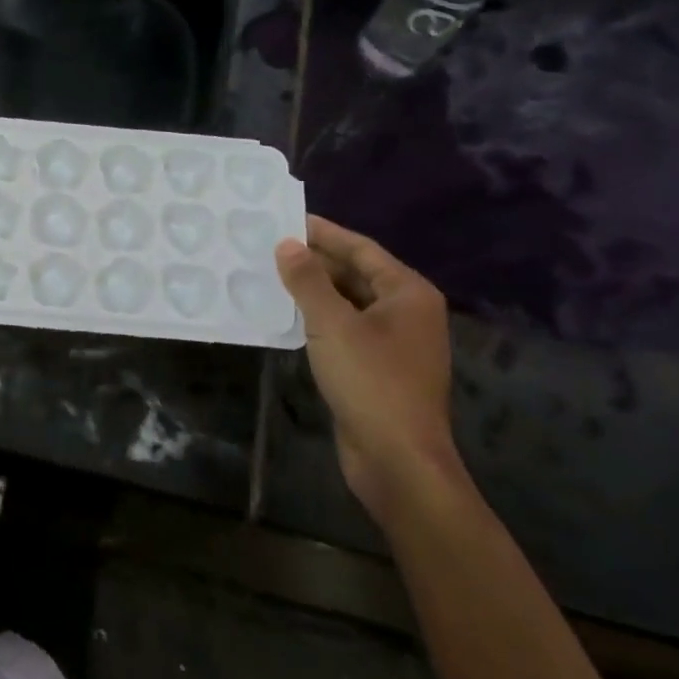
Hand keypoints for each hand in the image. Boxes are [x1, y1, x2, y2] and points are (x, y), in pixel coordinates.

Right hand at [275, 216, 459, 518]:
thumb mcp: (332, 325)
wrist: (397, 459)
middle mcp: (407, 312)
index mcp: (408, 293)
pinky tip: (287, 317)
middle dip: (316, 261)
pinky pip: (345, 330)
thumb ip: (308, 281)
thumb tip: (287, 244)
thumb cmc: (371, 382)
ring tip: (272, 276)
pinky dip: (318, 319)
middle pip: (357, 274)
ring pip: (349, 303)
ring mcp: (394, 343)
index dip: (324, 233)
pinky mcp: (378, 369)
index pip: (362, 249)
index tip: (287, 219)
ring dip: (314, 291)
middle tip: (271, 247)